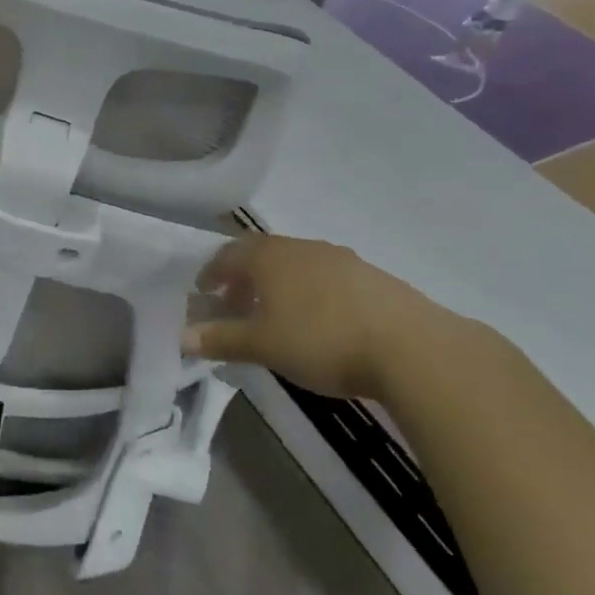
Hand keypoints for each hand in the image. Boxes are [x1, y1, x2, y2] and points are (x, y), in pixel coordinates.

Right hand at [185, 234, 457, 399]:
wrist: (411, 347)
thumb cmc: (322, 340)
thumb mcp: (262, 345)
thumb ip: (221, 339)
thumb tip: (183, 337)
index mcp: (269, 257)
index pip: (228, 254)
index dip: (211, 272)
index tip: (203, 292)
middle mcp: (301, 247)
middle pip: (261, 254)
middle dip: (243, 277)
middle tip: (235, 305)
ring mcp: (340, 259)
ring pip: (295, 264)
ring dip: (278, 284)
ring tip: (276, 315)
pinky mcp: (371, 277)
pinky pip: (325, 277)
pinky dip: (310, 292)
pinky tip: (319, 321)